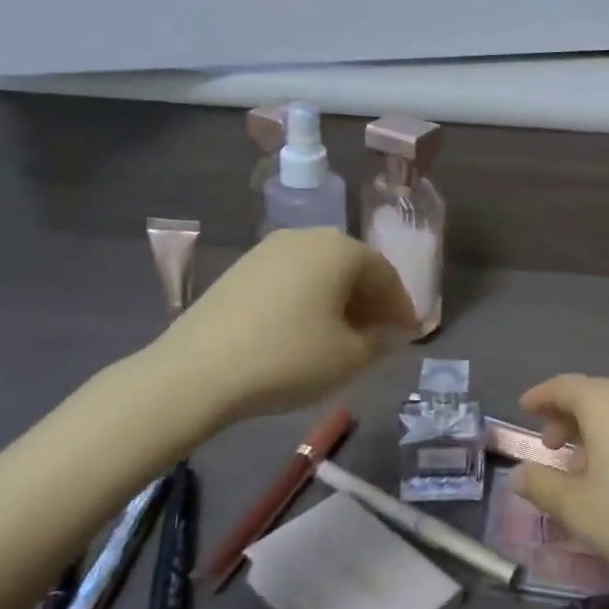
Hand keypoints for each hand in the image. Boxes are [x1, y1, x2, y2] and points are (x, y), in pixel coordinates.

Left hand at [153, 229, 418, 422]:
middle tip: (380, 334)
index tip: (410, 334)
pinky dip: (308, 299)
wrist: (198, 370)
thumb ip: (378, 342)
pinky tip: (305, 329)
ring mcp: (268, 249)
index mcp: (339, 249)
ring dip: (339, 299)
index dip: (401, 306)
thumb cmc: (288, 358)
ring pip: (319, 271)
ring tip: (344, 335)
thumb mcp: (348, 358)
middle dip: (371, 300)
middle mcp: (306, 237)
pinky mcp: (241, 269)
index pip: (384, 273)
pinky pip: (291, 279)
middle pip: (351, 266)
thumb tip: (383, 334)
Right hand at [516, 375, 608, 602]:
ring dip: (598, 426)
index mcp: (606, 403)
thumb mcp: (577, 509)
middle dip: (568, 415)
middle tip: (551, 446)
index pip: (565, 386)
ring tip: (586, 462)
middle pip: (595, 393)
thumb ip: (541, 485)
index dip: (541, 396)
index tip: (524, 408)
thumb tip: (520, 474)